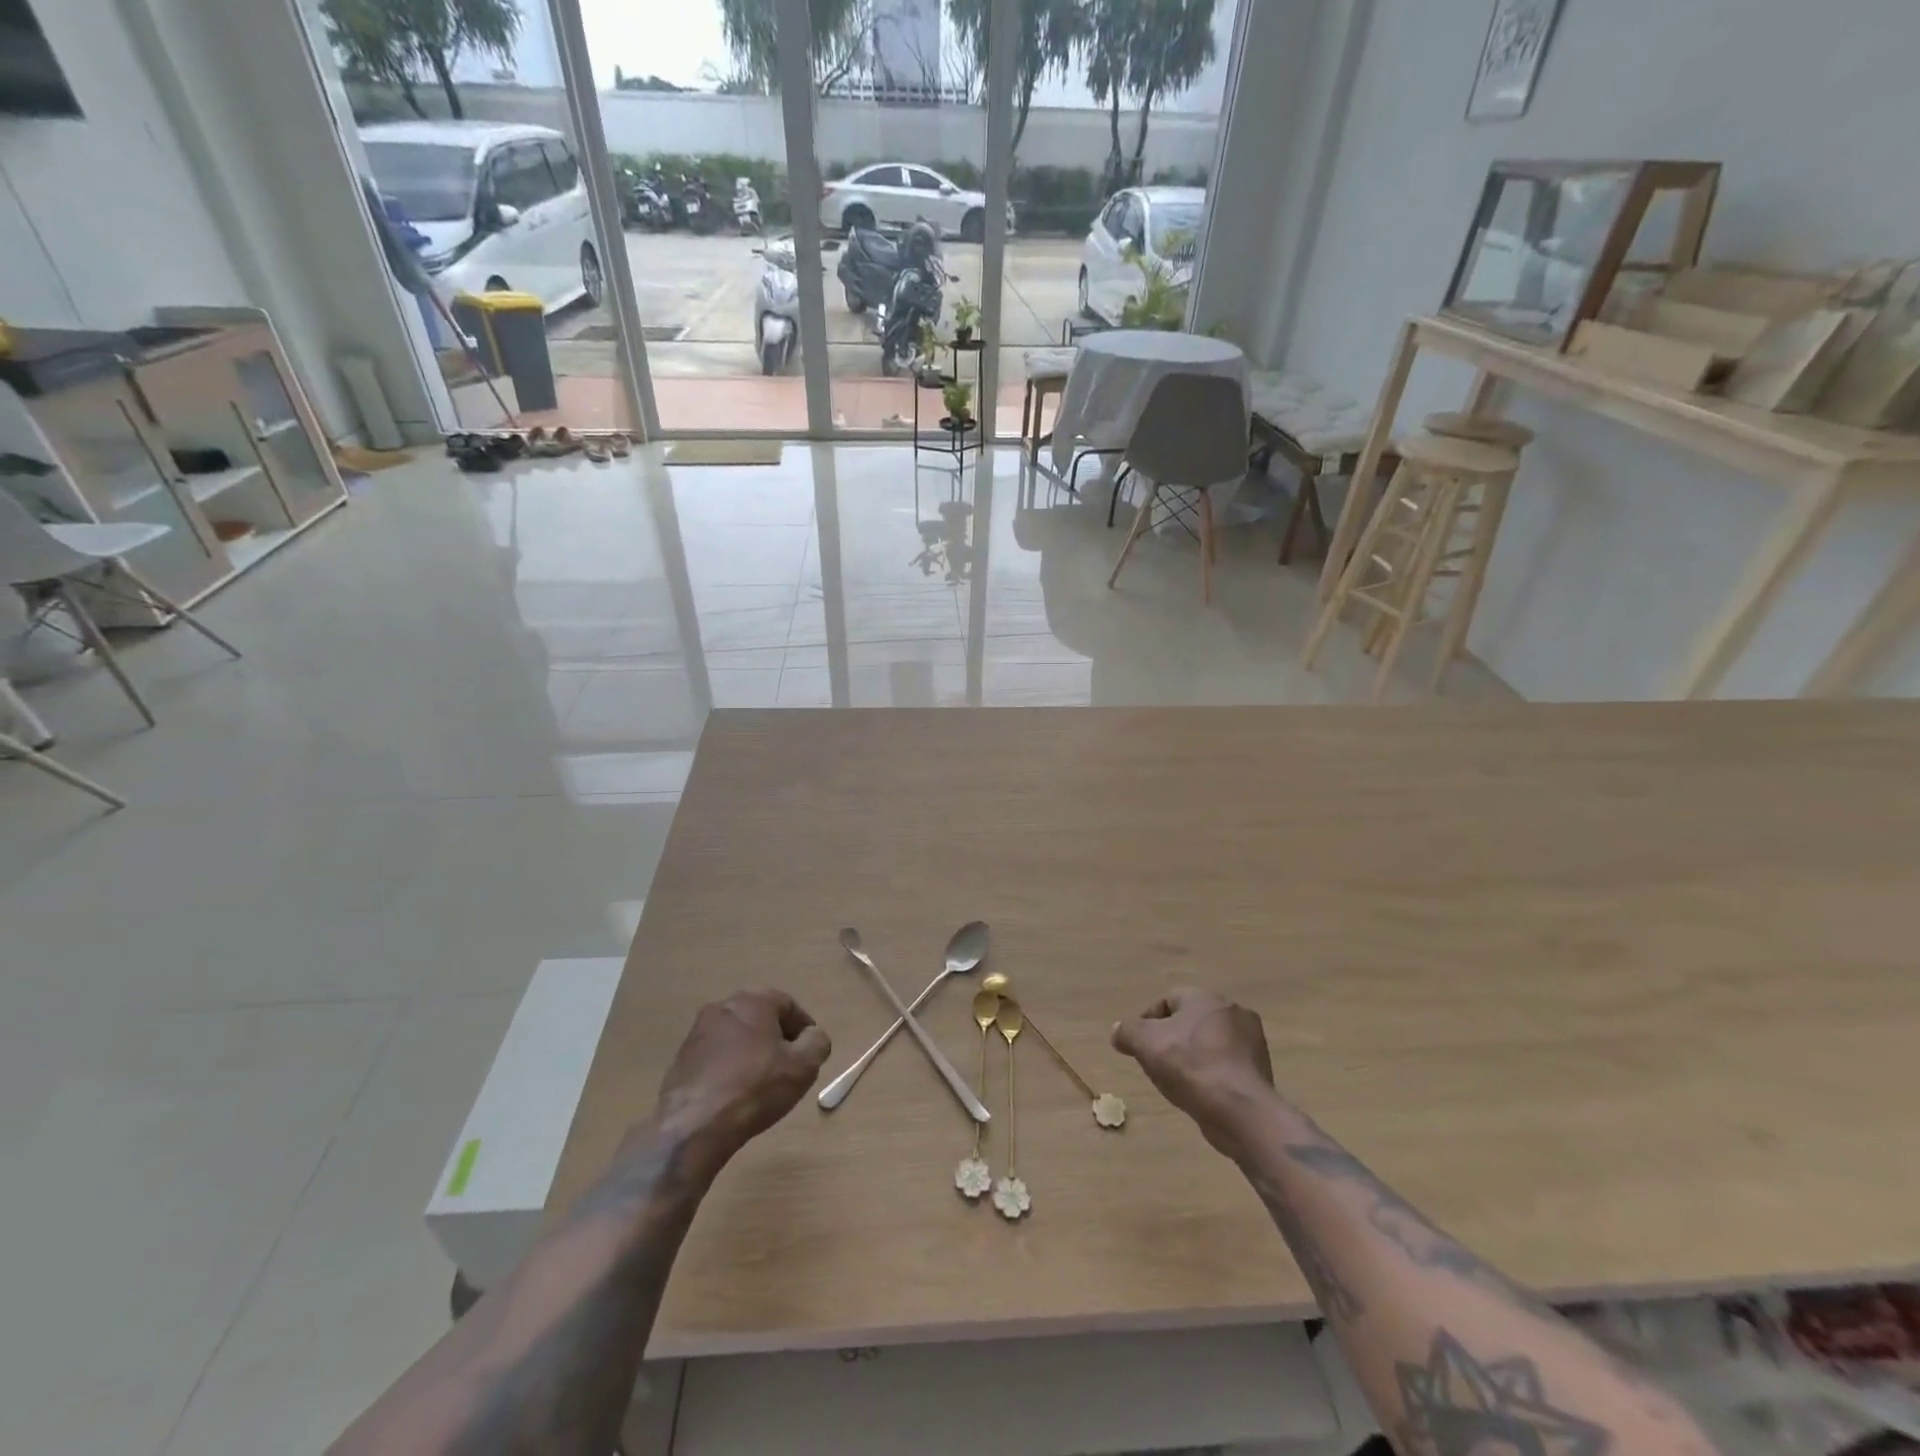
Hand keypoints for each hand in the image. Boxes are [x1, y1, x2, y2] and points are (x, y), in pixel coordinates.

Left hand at [654, 991, 831, 1178]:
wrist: (694, 1124)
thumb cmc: (755, 1087)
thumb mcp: (804, 1066)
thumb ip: (817, 1043)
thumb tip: (813, 1036)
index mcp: (754, 1000)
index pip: (789, 1006)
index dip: (804, 1030)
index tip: (809, 1055)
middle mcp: (724, 1006)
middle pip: (761, 1018)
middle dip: (777, 1040)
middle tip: (787, 1068)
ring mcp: (698, 1031)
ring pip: (737, 1036)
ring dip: (751, 1053)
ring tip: (760, 1084)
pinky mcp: (682, 1057)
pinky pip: (716, 1055)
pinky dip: (729, 1067)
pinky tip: (734, 1093)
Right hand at [1111, 988, 1277, 1155]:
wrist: (1240, 1110)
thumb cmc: (1189, 1066)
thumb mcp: (1145, 1044)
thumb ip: (1127, 1032)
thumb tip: (1118, 1031)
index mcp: (1204, 997)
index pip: (1168, 1000)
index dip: (1148, 1021)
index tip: (1138, 1045)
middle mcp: (1231, 1010)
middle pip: (1191, 1021)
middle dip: (1172, 1038)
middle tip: (1157, 1061)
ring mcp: (1252, 1040)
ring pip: (1210, 1043)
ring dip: (1194, 1056)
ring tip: (1178, 1080)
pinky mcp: (1261, 1068)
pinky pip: (1227, 1064)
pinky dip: (1213, 1073)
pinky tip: (1202, 1092)